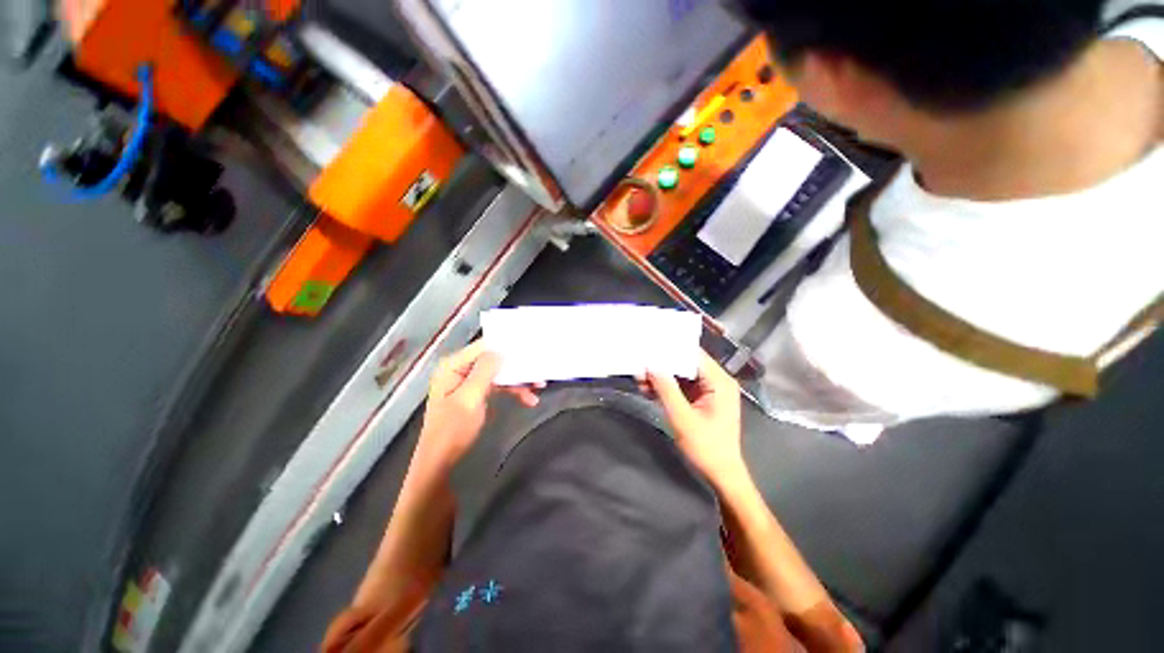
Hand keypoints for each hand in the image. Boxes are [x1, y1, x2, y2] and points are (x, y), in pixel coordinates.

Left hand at [416, 341, 542, 469]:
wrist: (442, 461)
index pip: (483, 347)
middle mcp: (461, 369)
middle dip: (516, 366)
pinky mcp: (477, 394)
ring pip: (499, 373)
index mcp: (453, 366)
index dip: (505, 347)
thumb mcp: (469, 398)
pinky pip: (498, 386)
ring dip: (518, 380)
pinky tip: (528, 400)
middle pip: (493, 360)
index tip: (529, 349)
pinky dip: (513, 391)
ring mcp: (469, 382)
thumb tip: (501, 351)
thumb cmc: (452, 429)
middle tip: (539, 371)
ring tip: (539, 387)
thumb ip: (484, 371)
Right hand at [640, 351, 745, 489]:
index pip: (693, 355)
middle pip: (686, 363)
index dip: (670, 350)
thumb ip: (666, 389)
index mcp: (719, 381)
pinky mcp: (702, 399)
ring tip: (640, 378)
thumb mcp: (682, 418)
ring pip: (682, 375)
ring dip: (662, 377)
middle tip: (639, 365)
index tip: (648, 347)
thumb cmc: (706, 447)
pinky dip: (667, 387)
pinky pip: (682, 386)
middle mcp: (717, 381)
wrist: (721, 474)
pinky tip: (649, 388)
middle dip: (662, 365)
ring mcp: (710, 390)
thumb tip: (651, 365)